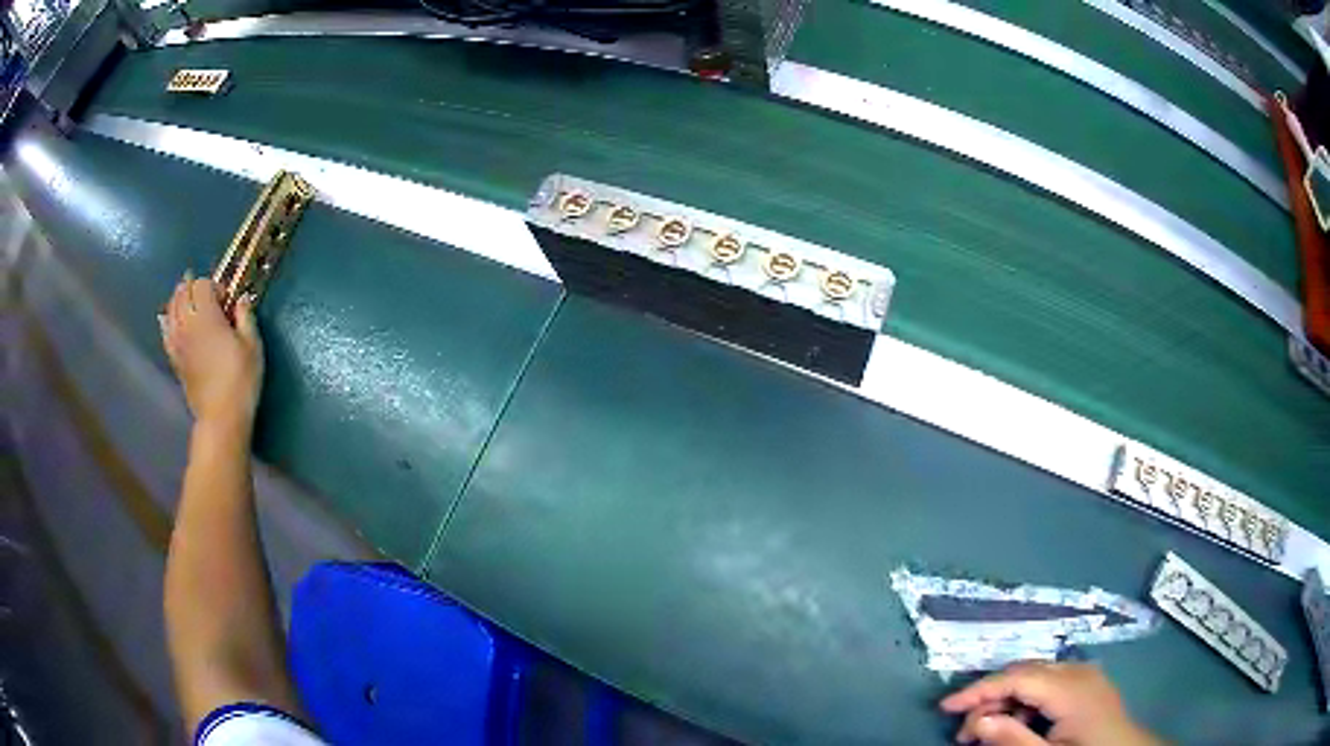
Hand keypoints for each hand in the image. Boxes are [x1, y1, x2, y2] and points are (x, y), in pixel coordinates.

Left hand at [161, 275, 263, 432]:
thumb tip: (242, 300)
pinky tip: (176, 321)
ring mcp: (177, 341)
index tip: (227, 300)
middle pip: (183, 291)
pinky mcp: (173, 357)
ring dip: (180, 299)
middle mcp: (187, 323)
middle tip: (209, 297)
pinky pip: (165, 330)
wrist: (221, 417)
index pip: (202, 284)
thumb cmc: (240, 380)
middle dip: (195, 287)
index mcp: (206, 316)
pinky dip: (169, 320)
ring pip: (171, 307)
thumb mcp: (252, 345)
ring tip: (191, 303)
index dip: (215, 286)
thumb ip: (246, 317)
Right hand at [939, 662, 1160, 745]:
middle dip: (990, 697)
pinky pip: (1048, 683)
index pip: (1016, 677)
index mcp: (1070, 686)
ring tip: (986, 732)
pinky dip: (1026, 702)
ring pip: (1034, 677)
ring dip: (1007, 701)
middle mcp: (1077, 670)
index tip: (945, 707)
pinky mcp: (1086, 683)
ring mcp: (1085, 674)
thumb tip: (977, 720)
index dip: (978, 690)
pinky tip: (1018, 726)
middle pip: (1024, 672)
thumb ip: (1013, 739)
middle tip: (964, 731)